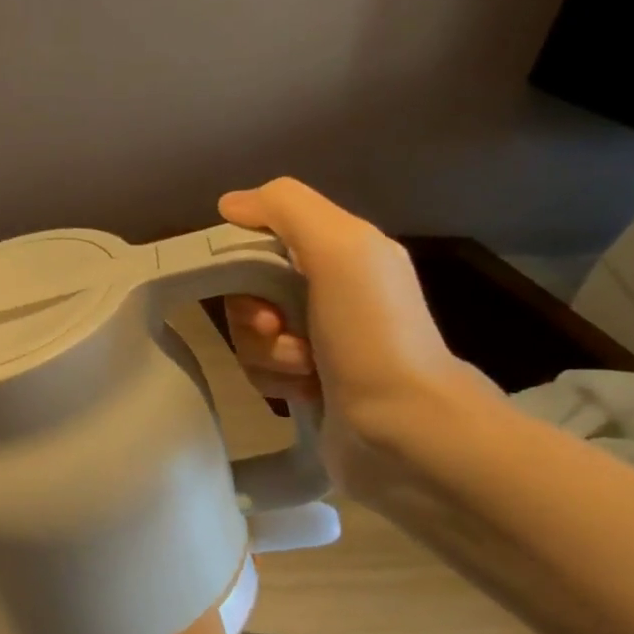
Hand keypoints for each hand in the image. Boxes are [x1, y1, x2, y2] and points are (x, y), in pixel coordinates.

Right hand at [217, 178, 499, 492]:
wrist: (404, 429)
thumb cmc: (372, 332)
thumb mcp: (340, 248)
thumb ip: (286, 208)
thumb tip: (229, 204)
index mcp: (341, 252)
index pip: (260, 238)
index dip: (242, 258)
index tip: (247, 280)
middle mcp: (328, 291)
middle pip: (247, 290)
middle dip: (252, 314)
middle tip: (278, 329)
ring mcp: (317, 339)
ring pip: (249, 334)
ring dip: (266, 353)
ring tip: (305, 369)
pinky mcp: (307, 381)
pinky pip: (259, 369)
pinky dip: (275, 380)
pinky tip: (307, 391)